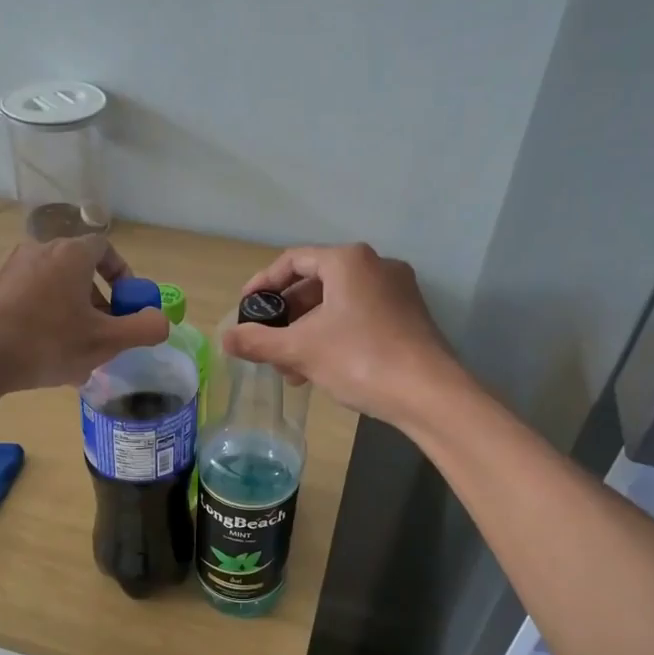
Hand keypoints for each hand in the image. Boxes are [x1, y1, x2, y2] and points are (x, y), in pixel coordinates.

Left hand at [0, 234, 168, 392]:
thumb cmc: (47, 343)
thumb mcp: (106, 342)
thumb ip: (143, 329)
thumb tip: (162, 321)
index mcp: (69, 255)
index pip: (104, 247)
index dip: (121, 274)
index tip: (124, 304)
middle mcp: (36, 250)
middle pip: (75, 267)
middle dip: (94, 298)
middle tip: (99, 330)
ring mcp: (4, 267)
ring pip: (47, 284)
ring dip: (64, 308)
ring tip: (67, 346)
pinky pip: (19, 298)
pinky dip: (34, 315)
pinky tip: (32, 349)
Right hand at [222, 243, 458, 424]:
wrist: (429, 394)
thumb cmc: (360, 359)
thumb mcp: (301, 350)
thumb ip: (258, 341)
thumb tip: (224, 338)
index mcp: (348, 260)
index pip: (293, 260)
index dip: (263, 284)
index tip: (245, 309)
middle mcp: (376, 266)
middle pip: (316, 284)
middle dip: (287, 317)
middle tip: (266, 344)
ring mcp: (397, 292)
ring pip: (337, 305)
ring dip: (308, 333)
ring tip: (290, 369)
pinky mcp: (409, 317)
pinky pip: (359, 318)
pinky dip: (334, 337)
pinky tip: (320, 371)